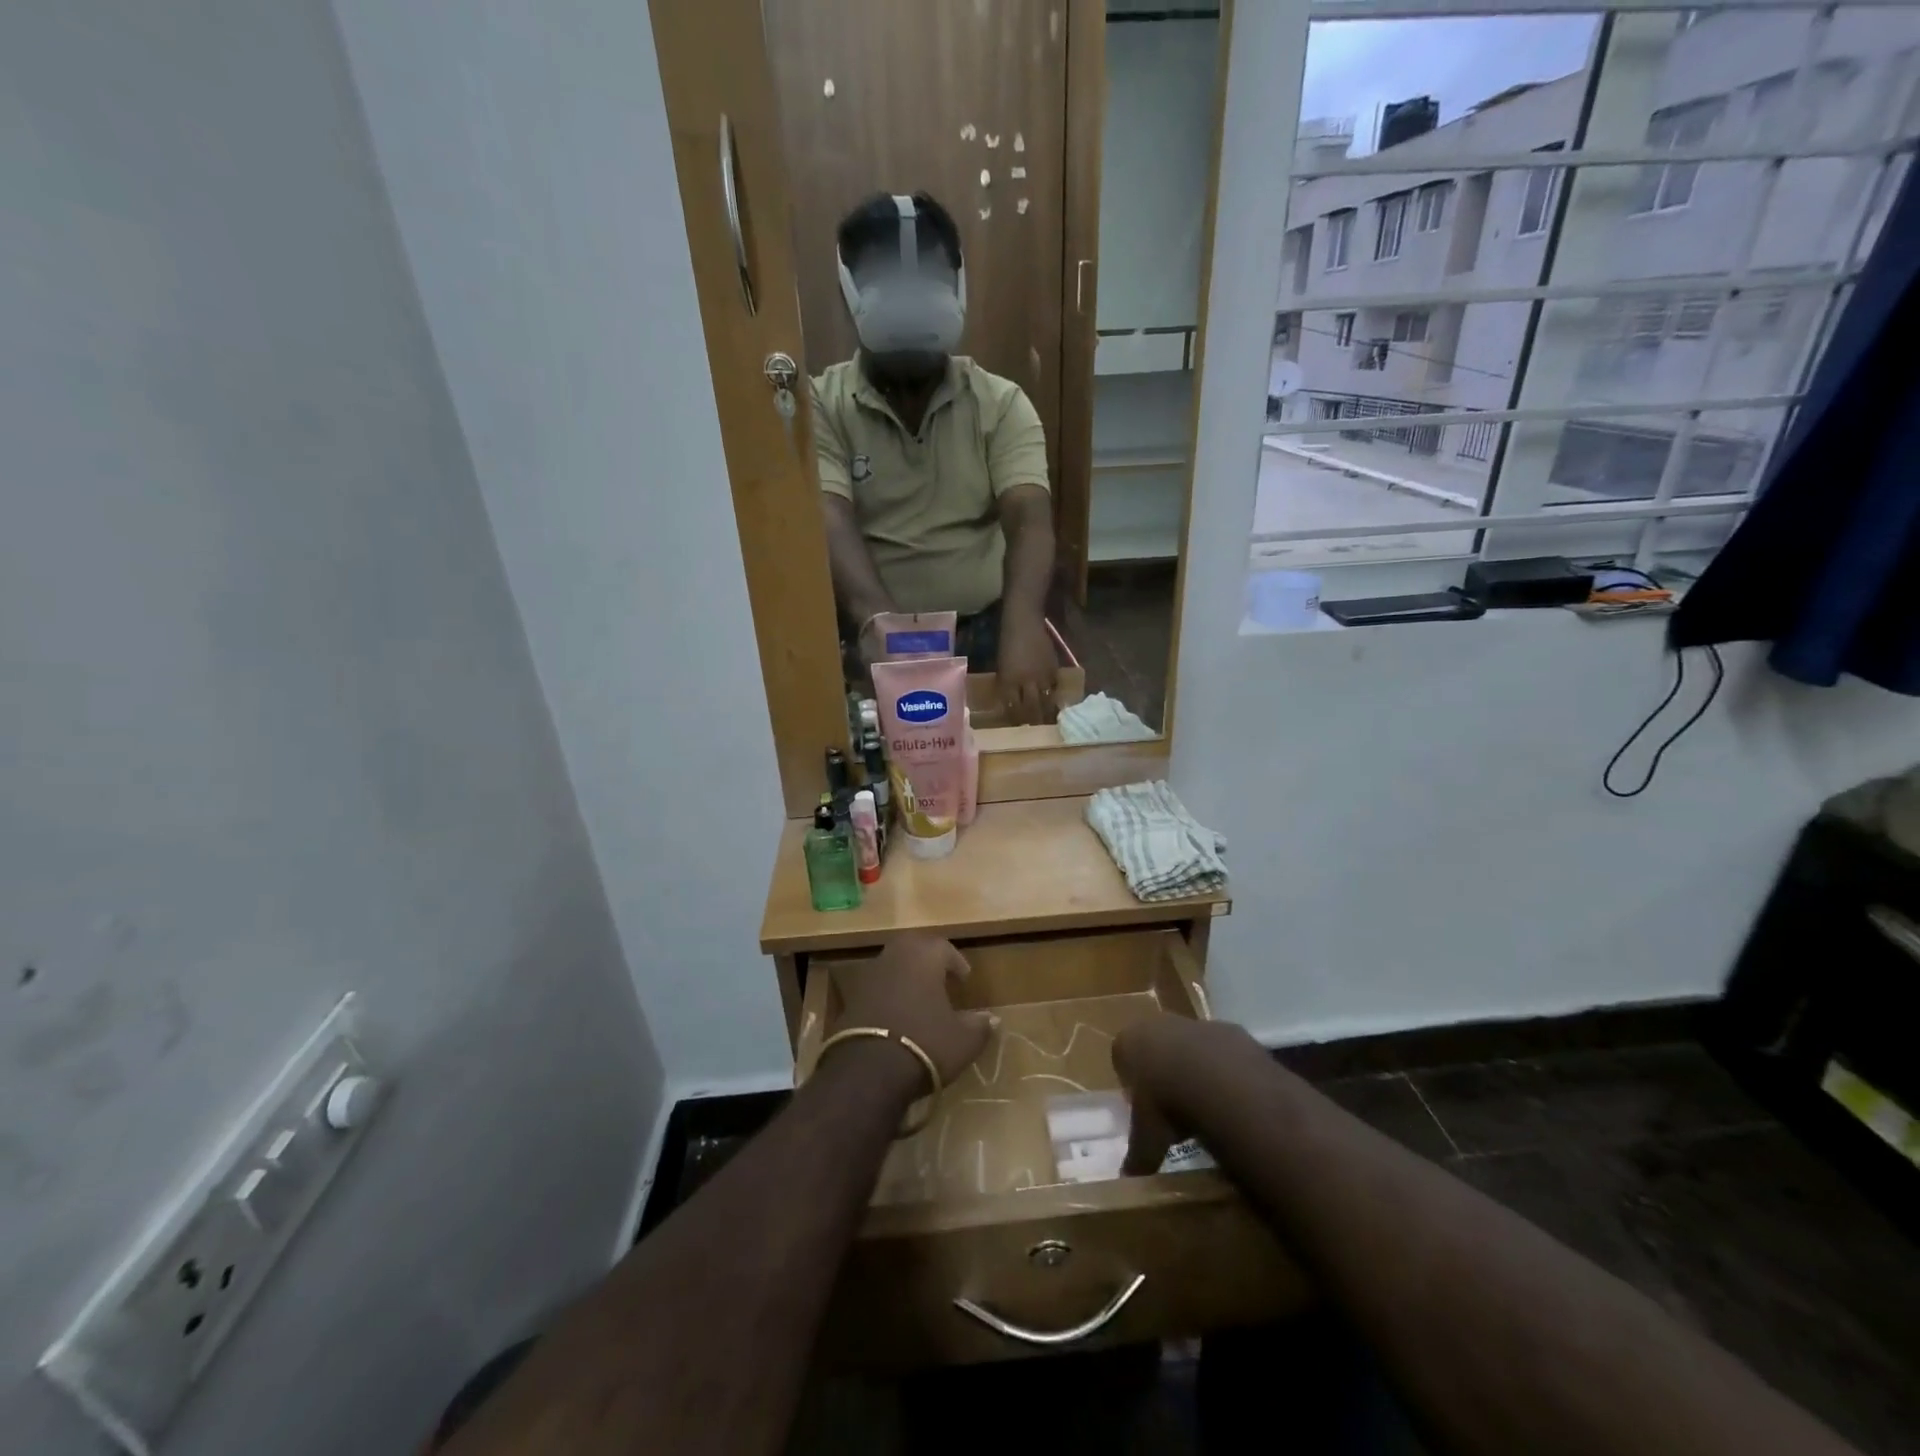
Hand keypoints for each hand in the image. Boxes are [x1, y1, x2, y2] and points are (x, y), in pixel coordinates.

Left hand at [836, 935, 995, 1086]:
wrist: (868, 1070)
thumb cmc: (925, 1043)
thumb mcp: (963, 1040)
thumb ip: (979, 1026)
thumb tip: (992, 1019)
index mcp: (924, 956)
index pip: (943, 947)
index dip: (956, 962)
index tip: (964, 979)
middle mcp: (895, 957)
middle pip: (913, 947)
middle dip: (927, 959)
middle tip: (939, 978)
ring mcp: (868, 976)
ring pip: (891, 965)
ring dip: (905, 976)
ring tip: (918, 998)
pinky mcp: (850, 999)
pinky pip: (875, 987)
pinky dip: (886, 995)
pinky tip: (895, 1016)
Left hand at [996, 611, 1057, 725]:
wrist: (1023, 624)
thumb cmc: (1007, 642)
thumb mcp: (1002, 666)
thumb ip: (1008, 684)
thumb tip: (1012, 701)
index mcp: (1008, 682)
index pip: (1012, 707)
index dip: (1016, 719)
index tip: (1019, 728)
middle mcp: (1024, 682)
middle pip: (1031, 709)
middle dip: (1034, 721)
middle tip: (1037, 730)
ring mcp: (1040, 677)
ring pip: (1045, 702)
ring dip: (1047, 713)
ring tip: (1049, 722)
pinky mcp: (1053, 670)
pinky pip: (1055, 688)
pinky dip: (1054, 696)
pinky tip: (1056, 703)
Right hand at [1112, 1016, 1265, 1174]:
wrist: (1219, 1081)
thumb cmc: (1166, 1104)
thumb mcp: (1147, 1137)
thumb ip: (1137, 1156)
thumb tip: (1127, 1182)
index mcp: (1129, 1042)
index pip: (1122, 1056)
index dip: (1132, 1081)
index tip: (1143, 1106)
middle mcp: (1158, 1024)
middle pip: (1156, 1046)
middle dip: (1163, 1071)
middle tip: (1172, 1106)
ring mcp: (1194, 1023)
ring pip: (1189, 1045)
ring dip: (1194, 1068)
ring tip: (1204, 1104)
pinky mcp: (1228, 1030)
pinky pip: (1221, 1051)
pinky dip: (1223, 1069)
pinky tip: (1230, 1097)